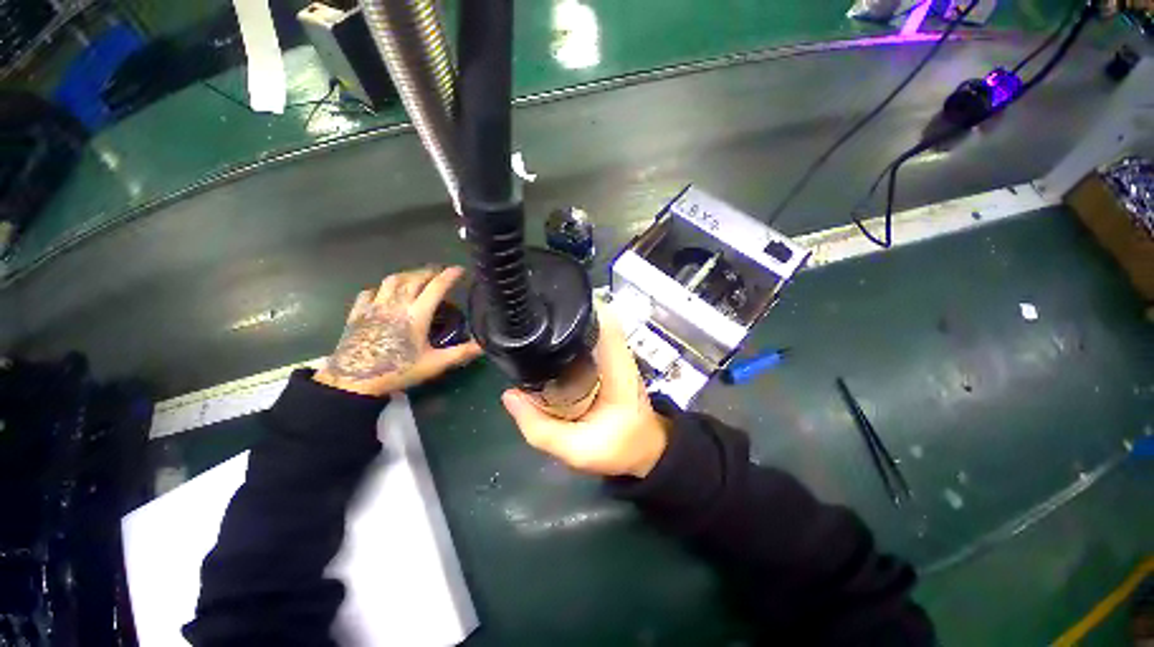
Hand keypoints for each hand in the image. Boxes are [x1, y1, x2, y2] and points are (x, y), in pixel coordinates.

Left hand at [314, 267, 482, 396]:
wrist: (353, 380)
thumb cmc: (397, 370)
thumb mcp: (434, 364)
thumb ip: (460, 353)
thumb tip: (484, 346)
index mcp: (416, 314)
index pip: (436, 287)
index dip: (450, 276)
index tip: (460, 270)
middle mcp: (396, 304)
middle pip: (415, 278)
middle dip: (431, 271)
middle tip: (441, 272)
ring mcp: (375, 306)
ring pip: (393, 280)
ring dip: (408, 274)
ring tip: (417, 277)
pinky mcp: (358, 312)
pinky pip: (370, 291)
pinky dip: (382, 288)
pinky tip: (386, 292)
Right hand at [501, 303, 669, 477]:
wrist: (646, 449)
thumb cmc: (620, 449)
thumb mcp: (577, 450)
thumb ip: (540, 428)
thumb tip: (509, 396)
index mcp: (617, 369)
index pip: (604, 322)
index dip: (580, 305)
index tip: (552, 300)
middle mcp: (618, 354)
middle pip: (593, 318)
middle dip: (564, 312)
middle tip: (533, 314)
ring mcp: (615, 355)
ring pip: (591, 326)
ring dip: (567, 322)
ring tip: (537, 325)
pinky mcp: (609, 360)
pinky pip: (589, 340)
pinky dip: (570, 336)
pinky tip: (550, 344)